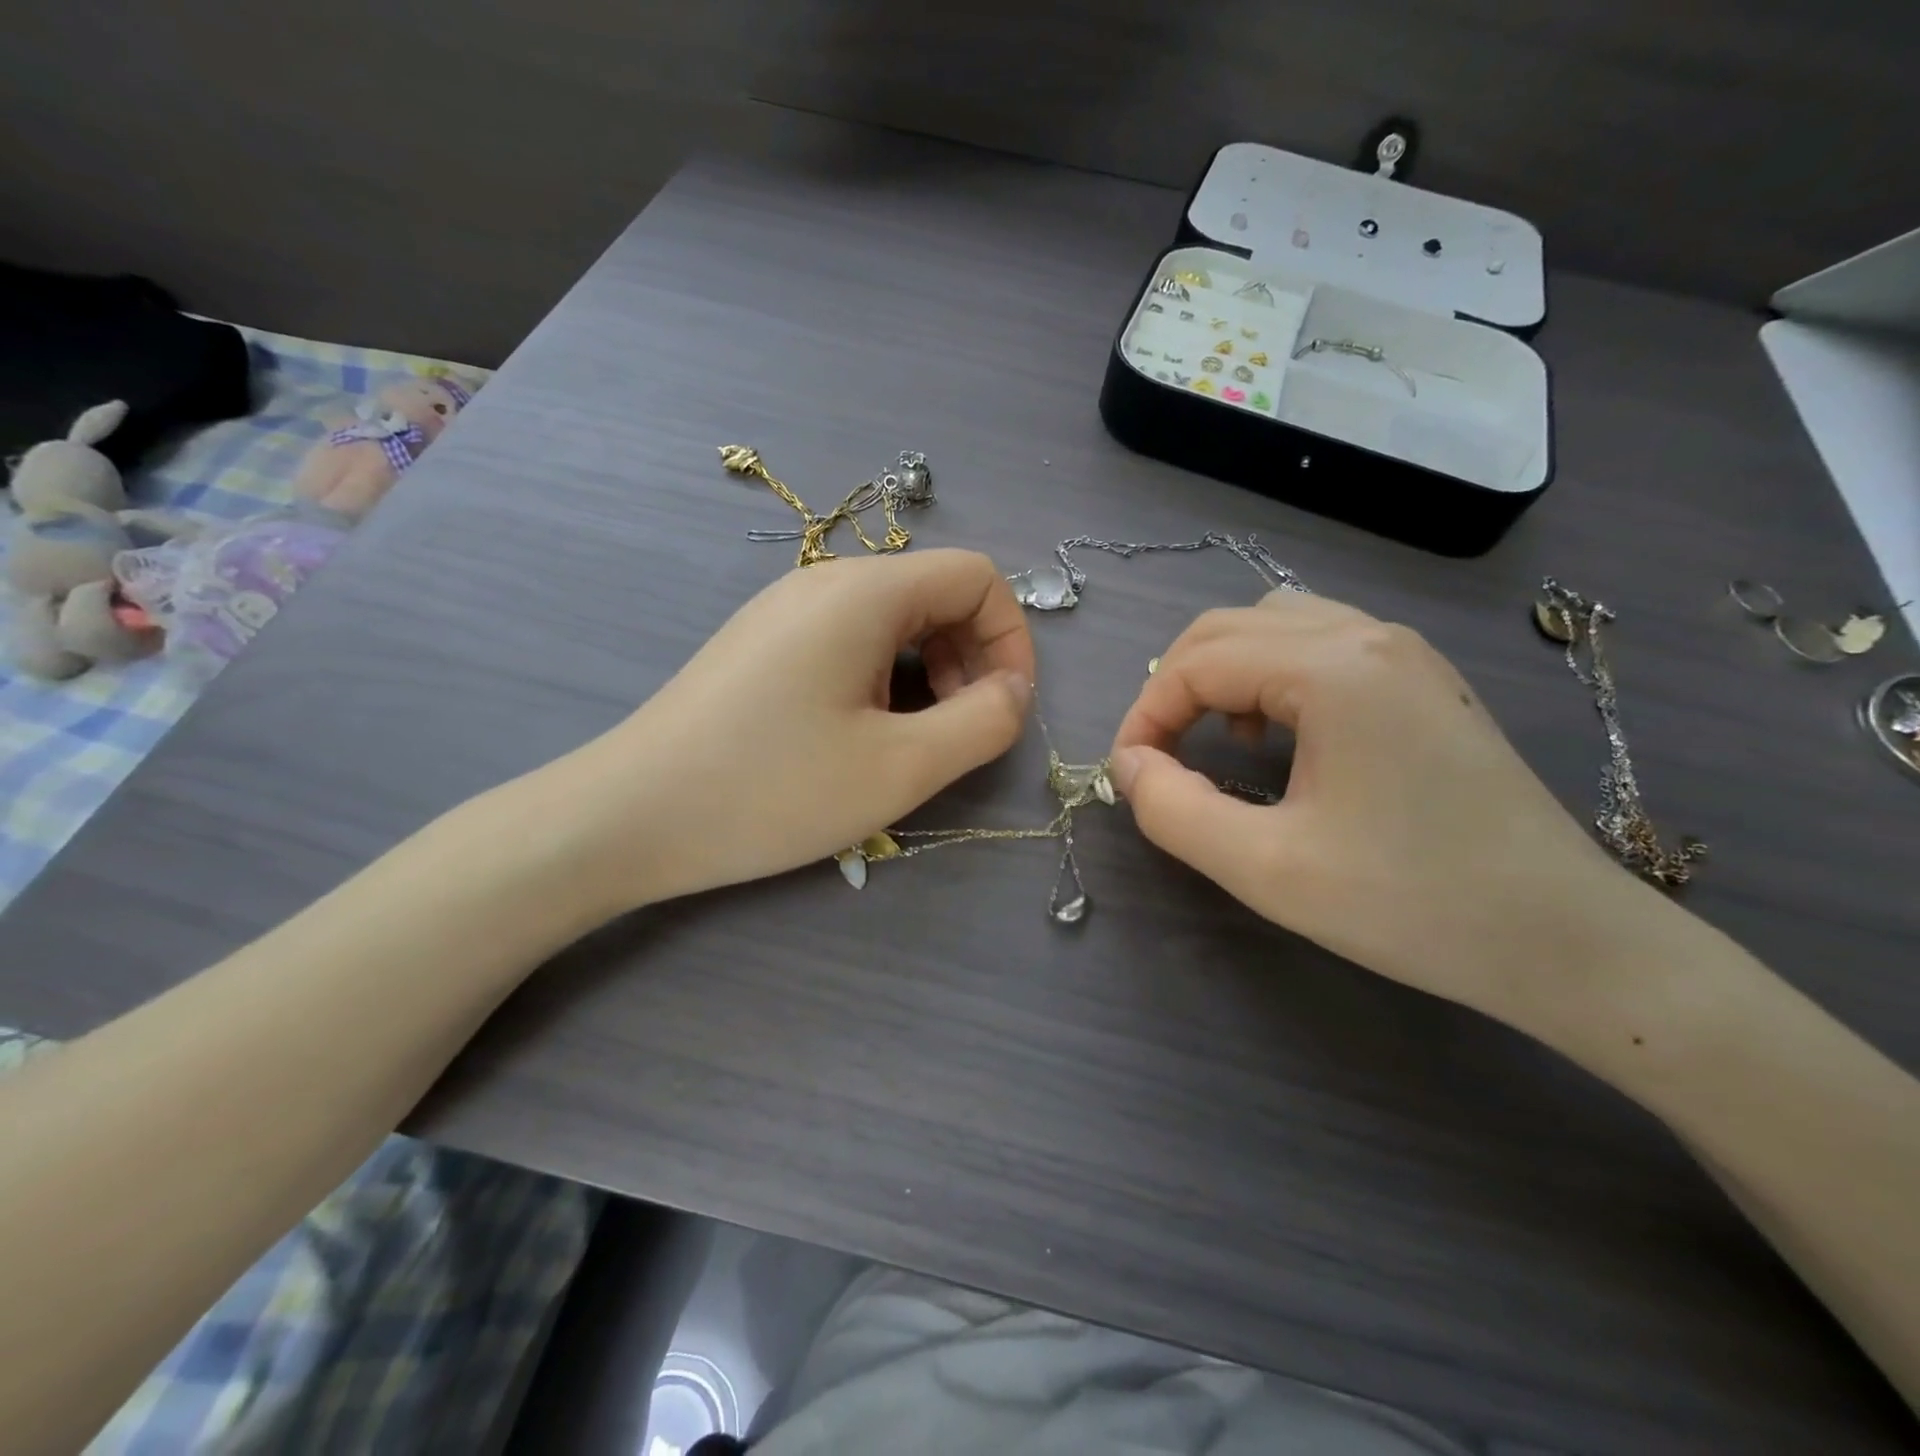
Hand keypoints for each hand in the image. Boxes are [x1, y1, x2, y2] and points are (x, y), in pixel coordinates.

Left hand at [543, 550, 1034, 914]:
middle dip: (971, 659)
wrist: (628, 817)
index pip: (976, 576)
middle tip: (958, 733)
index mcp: (863, 592)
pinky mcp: (763, 645)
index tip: (1003, 709)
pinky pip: (851, 642)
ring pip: (894, 622)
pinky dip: (884, 680)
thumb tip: (1015, 690)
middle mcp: (824, 582)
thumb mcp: (900, 768)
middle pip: (935, 594)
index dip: (1010, 639)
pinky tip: (859, 736)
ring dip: (929, 674)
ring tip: (910, 742)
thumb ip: (984, 722)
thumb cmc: (771, 790)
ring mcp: (786, 611)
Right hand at [1108, 592, 1663, 1021]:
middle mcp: (1369, 637)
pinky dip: (1271, 675)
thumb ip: (1173, 810)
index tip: (1127, 774)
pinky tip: (1281, 736)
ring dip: (1223, 672)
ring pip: (1274, 624)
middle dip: (1174, 686)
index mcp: (1334, 669)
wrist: (1566, 941)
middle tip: (1157, 755)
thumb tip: (1128, 766)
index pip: (1197, 663)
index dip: (1144, 715)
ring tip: (1220, 740)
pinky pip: (1320, 644)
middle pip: (1228, 626)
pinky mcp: (1422, 682)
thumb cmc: (1412, 904)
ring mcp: (1404, 654)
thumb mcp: (1266, 868)